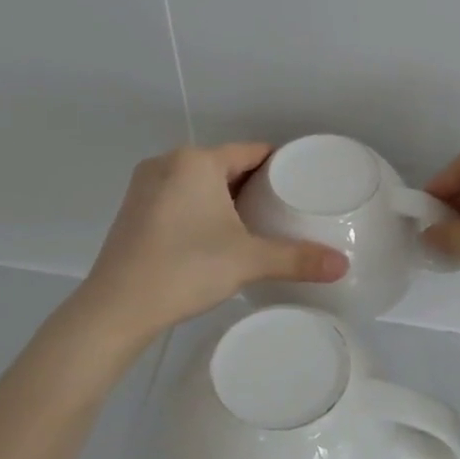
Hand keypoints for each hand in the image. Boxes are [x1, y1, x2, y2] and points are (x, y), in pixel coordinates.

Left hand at [79, 143, 348, 342]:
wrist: (116, 307)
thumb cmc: (185, 268)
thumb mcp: (248, 261)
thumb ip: (297, 259)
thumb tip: (343, 265)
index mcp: (196, 161)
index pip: (251, 151)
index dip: (279, 165)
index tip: (301, 183)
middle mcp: (168, 163)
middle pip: (224, 165)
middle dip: (254, 184)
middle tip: (285, 208)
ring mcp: (145, 186)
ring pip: (199, 182)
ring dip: (225, 197)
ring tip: (256, 222)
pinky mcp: (133, 210)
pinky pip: (178, 197)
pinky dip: (200, 208)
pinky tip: (215, 235)